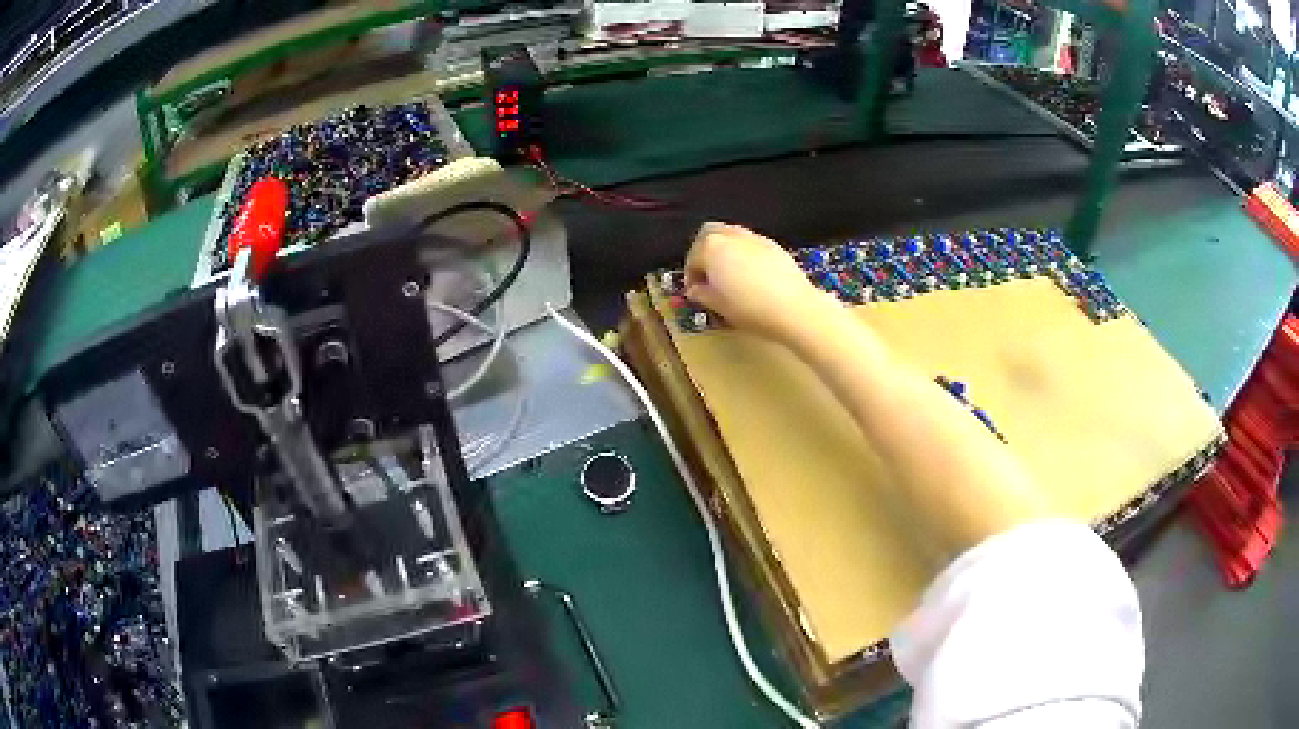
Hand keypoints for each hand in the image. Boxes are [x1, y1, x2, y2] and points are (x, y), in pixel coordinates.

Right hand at [684, 222, 834, 342]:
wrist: (794, 308)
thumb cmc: (752, 309)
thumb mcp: (720, 306)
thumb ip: (703, 294)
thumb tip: (695, 289)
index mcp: (711, 249)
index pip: (692, 258)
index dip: (690, 275)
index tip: (694, 290)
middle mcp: (731, 237)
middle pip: (708, 234)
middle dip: (702, 251)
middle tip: (706, 273)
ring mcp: (753, 238)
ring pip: (730, 233)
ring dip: (722, 248)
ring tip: (726, 271)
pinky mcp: (772, 244)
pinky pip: (749, 241)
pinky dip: (742, 250)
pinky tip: (748, 271)